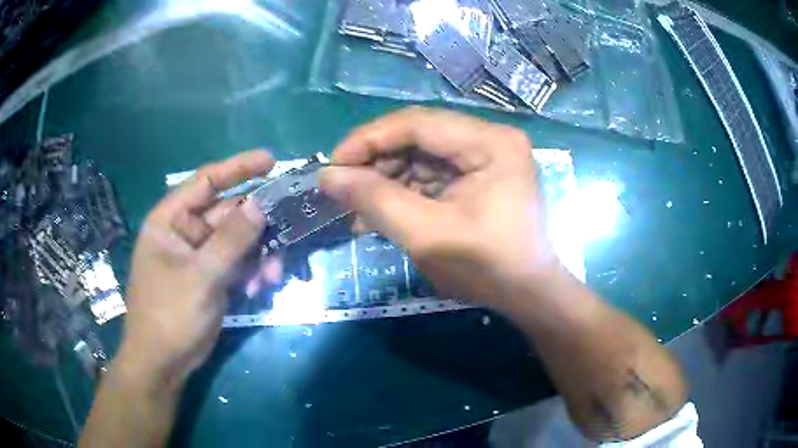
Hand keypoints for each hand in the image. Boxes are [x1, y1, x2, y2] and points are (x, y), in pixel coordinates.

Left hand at [118, 150, 272, 387]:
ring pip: (238, 241)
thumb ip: (231, 240)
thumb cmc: (169, 315)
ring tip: (272, 276)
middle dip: (258, 227)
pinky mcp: (211, 277)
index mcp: (171, 220)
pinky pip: (238, 263)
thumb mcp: (201, 277)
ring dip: (259, 255)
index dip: (237, 168)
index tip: (271, 161)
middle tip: (287, 232)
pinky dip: (252, 272)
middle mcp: (185, 232)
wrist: (164, 363)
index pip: (206, 181)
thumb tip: (260, 204)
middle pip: (228, 214)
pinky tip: (260, 288)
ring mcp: (200, 256)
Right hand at [320, 107, 556, 309]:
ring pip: (420, 155)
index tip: (332, 165)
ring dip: (385, 179)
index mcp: (490, 143)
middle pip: (418, 136)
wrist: (527, 295)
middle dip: (375, 162)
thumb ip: (376, 201)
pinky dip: (403, 191)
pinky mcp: (478, 174)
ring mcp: (485, 156)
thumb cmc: (487, 268)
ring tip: (357, 209)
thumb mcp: (427, 236)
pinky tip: (380, 213)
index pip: (417, 123)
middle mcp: (490, 138)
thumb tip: (327, 176)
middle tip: (342, 189)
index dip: (368, 139)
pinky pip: (431, 173)